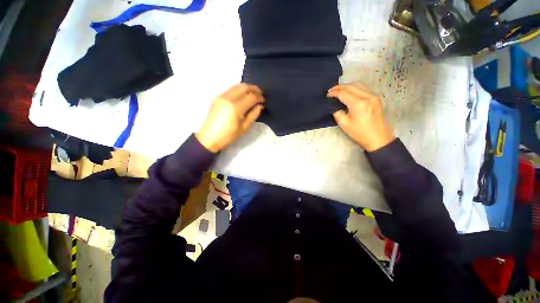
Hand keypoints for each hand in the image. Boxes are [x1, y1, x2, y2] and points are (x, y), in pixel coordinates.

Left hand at [196, 84, 263, 152]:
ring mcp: (221, 96)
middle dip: (254, 89)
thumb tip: (259, 105)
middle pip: (244, 87)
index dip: (259, 97)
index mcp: (235, 108)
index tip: (263, 100)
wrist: (210, 137)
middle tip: (260, 94)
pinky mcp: (217, 97)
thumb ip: (253, 114)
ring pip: (237, 86)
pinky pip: (231, 89)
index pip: (251, 97)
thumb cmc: (229, 135)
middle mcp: (228, 98)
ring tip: (253, 93)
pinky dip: (239, 90)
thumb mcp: (244, 127)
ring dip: (247, 87)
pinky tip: (243, 95)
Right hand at [327, 84, 393, 151]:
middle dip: (339, 87)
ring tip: (338, 90)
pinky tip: (349, 92)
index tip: (327, 95)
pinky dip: (354, 88)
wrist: (378, 139)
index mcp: (358, 103)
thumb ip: (337, 112)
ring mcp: (373, 96)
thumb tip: (334, 106)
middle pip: (351, 86)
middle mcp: (367, 96)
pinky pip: (363, 89)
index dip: (333, 92)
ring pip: (358, 85)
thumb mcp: (344, 124)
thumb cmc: (359, 133)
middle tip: (330, 91)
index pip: (343, 93)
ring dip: (347, 86)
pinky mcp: (376, 98)